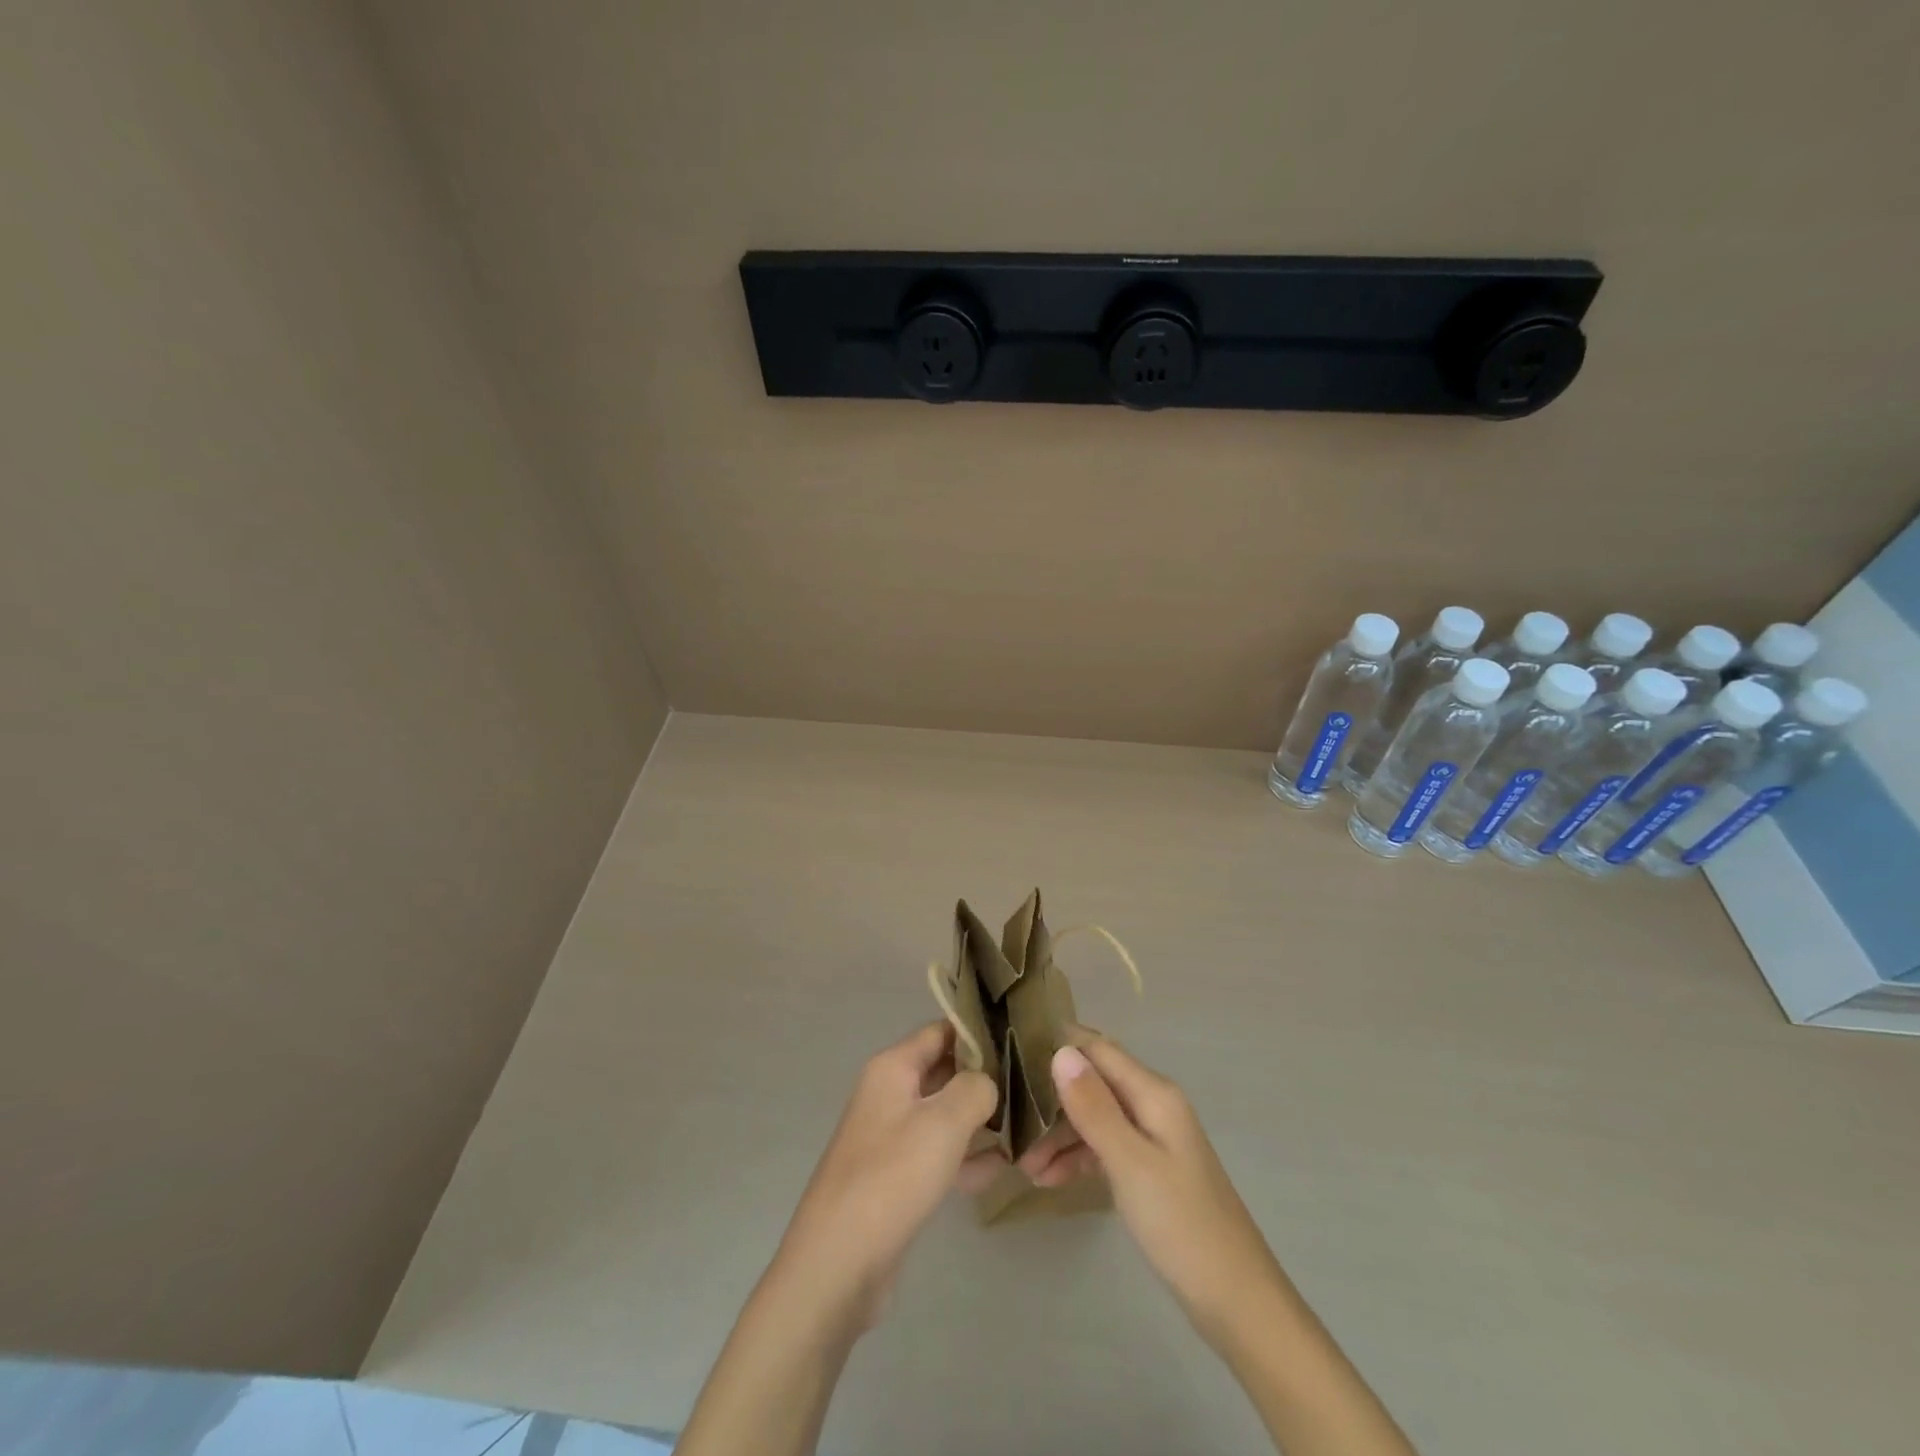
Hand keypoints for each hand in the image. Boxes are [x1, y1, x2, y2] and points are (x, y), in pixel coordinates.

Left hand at [769, 1021, 1001, 1331]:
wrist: (838, 1265)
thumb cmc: (892, 1177)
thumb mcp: (944, 1123)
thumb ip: (975, 1089)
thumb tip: (987, 1083)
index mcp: (892, 1068)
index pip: (941, 1031)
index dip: (979, 1032)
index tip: (1022, 1040)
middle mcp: (889, 1094)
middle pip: (944, 1071)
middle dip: (985, 1079)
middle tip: (1031, 1086)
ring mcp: (890, 1137)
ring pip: (944, 1115)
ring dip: (980, 1120)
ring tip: (1025, 1127)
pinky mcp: (896, 1178)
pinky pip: (938, 1154)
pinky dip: (966, 1157)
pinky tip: (1001, 1169)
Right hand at [1018, 1036, 1284, 1345]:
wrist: (1238, 1304)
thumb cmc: (1182, 1226)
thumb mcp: (1130, 1164)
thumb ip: (1094, 1107)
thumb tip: (1060, 1050)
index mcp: (1154, 1093)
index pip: (1097, 1049)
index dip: (1057, 1046)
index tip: (1011, 1056)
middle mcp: (1153, 1105)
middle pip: (1093, 1083)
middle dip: (1051, 1100)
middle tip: (1011, 1126)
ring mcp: (1152, 1138)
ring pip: (1095, 1117)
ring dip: (1060, 1135)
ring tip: (1025, 1165)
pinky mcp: (1150, 1170)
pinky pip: (1105, 1148)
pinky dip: (1078, 1158)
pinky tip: (1049, 1179)